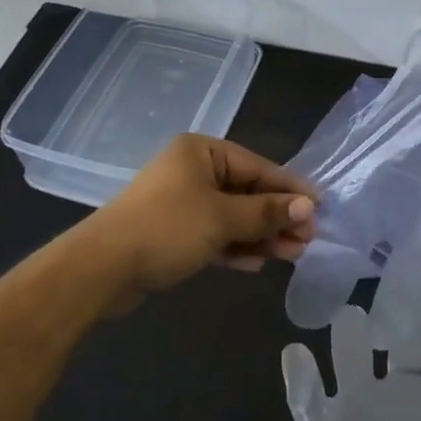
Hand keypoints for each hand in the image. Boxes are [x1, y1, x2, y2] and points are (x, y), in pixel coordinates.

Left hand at [88, 135, 316, 301]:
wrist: (101, 268)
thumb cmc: (167, 228)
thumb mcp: (223, 218)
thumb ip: (267, 212)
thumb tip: (308, 206)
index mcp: (202, 152)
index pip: (258, 167)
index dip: (290, 189)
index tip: (320, 209)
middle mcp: (192, 170)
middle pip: (247, 192)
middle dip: (277, 217)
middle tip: (307, 240)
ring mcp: (181, 202)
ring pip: (232, 216)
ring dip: (260, 235)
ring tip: (291, 255)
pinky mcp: (173, 232)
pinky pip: (214, 234)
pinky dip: (235, 245)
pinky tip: (257, 263)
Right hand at [282, 305, 420, 420]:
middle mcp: (403, 406)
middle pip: (406, 354)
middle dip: (408, 327)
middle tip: (410, 296)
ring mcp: (363, 419)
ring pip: (355, 366)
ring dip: (351, 342)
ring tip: (350, 317)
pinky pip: (309, 406)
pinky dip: (301, 381)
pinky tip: (294, 353)